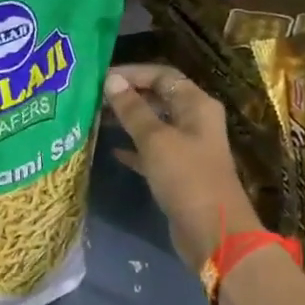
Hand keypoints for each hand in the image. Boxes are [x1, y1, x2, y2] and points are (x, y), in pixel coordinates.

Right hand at [102, 64, 262, 271]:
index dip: (133, 73)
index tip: (101, 78)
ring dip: (127, 121)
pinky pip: (151, 152)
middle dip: (127, 96)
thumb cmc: (186, 178)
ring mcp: (187, 148)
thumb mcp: (156, 140)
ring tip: (95, 120)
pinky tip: (111, 150)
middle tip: (92, 98)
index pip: (163, 76)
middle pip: (158, 98)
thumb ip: (133, 110)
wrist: (212, 232)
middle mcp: (194, 121)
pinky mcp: (178, 173)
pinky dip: (133, 148)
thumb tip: (111, 80)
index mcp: (196, 105)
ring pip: (153, 125)